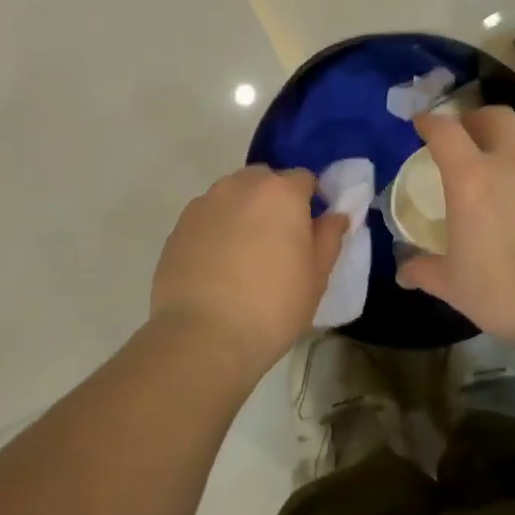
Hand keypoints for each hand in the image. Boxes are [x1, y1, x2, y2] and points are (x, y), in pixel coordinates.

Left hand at [150, 166, 349, 378]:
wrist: (203, 335)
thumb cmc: (272, 306)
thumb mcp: (316, 276)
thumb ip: (329, 237)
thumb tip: (336, 215)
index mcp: (280, 192)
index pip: (303, 178)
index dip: (310, 201)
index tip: (310, 230)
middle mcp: (240, 185)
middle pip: (264, 181)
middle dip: (274, 201)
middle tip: (278, 242)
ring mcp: (205, 203)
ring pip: (232, 196)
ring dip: (243, 212)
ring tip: (244, 255)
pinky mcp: (179, 225)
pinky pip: (207, 217)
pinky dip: (216, 230)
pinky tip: (217, 266)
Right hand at [396, 107, 514, 348]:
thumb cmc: (512, 293)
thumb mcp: (456, 287)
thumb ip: (425, 271)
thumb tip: (404, 270)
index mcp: (472, 179)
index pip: (445, 131)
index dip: (429, 122)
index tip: (421, 124)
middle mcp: (513, 162)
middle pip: (495, 116)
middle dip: (476, 119)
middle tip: (468, 137)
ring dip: (513, 138)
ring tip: (506, 159)